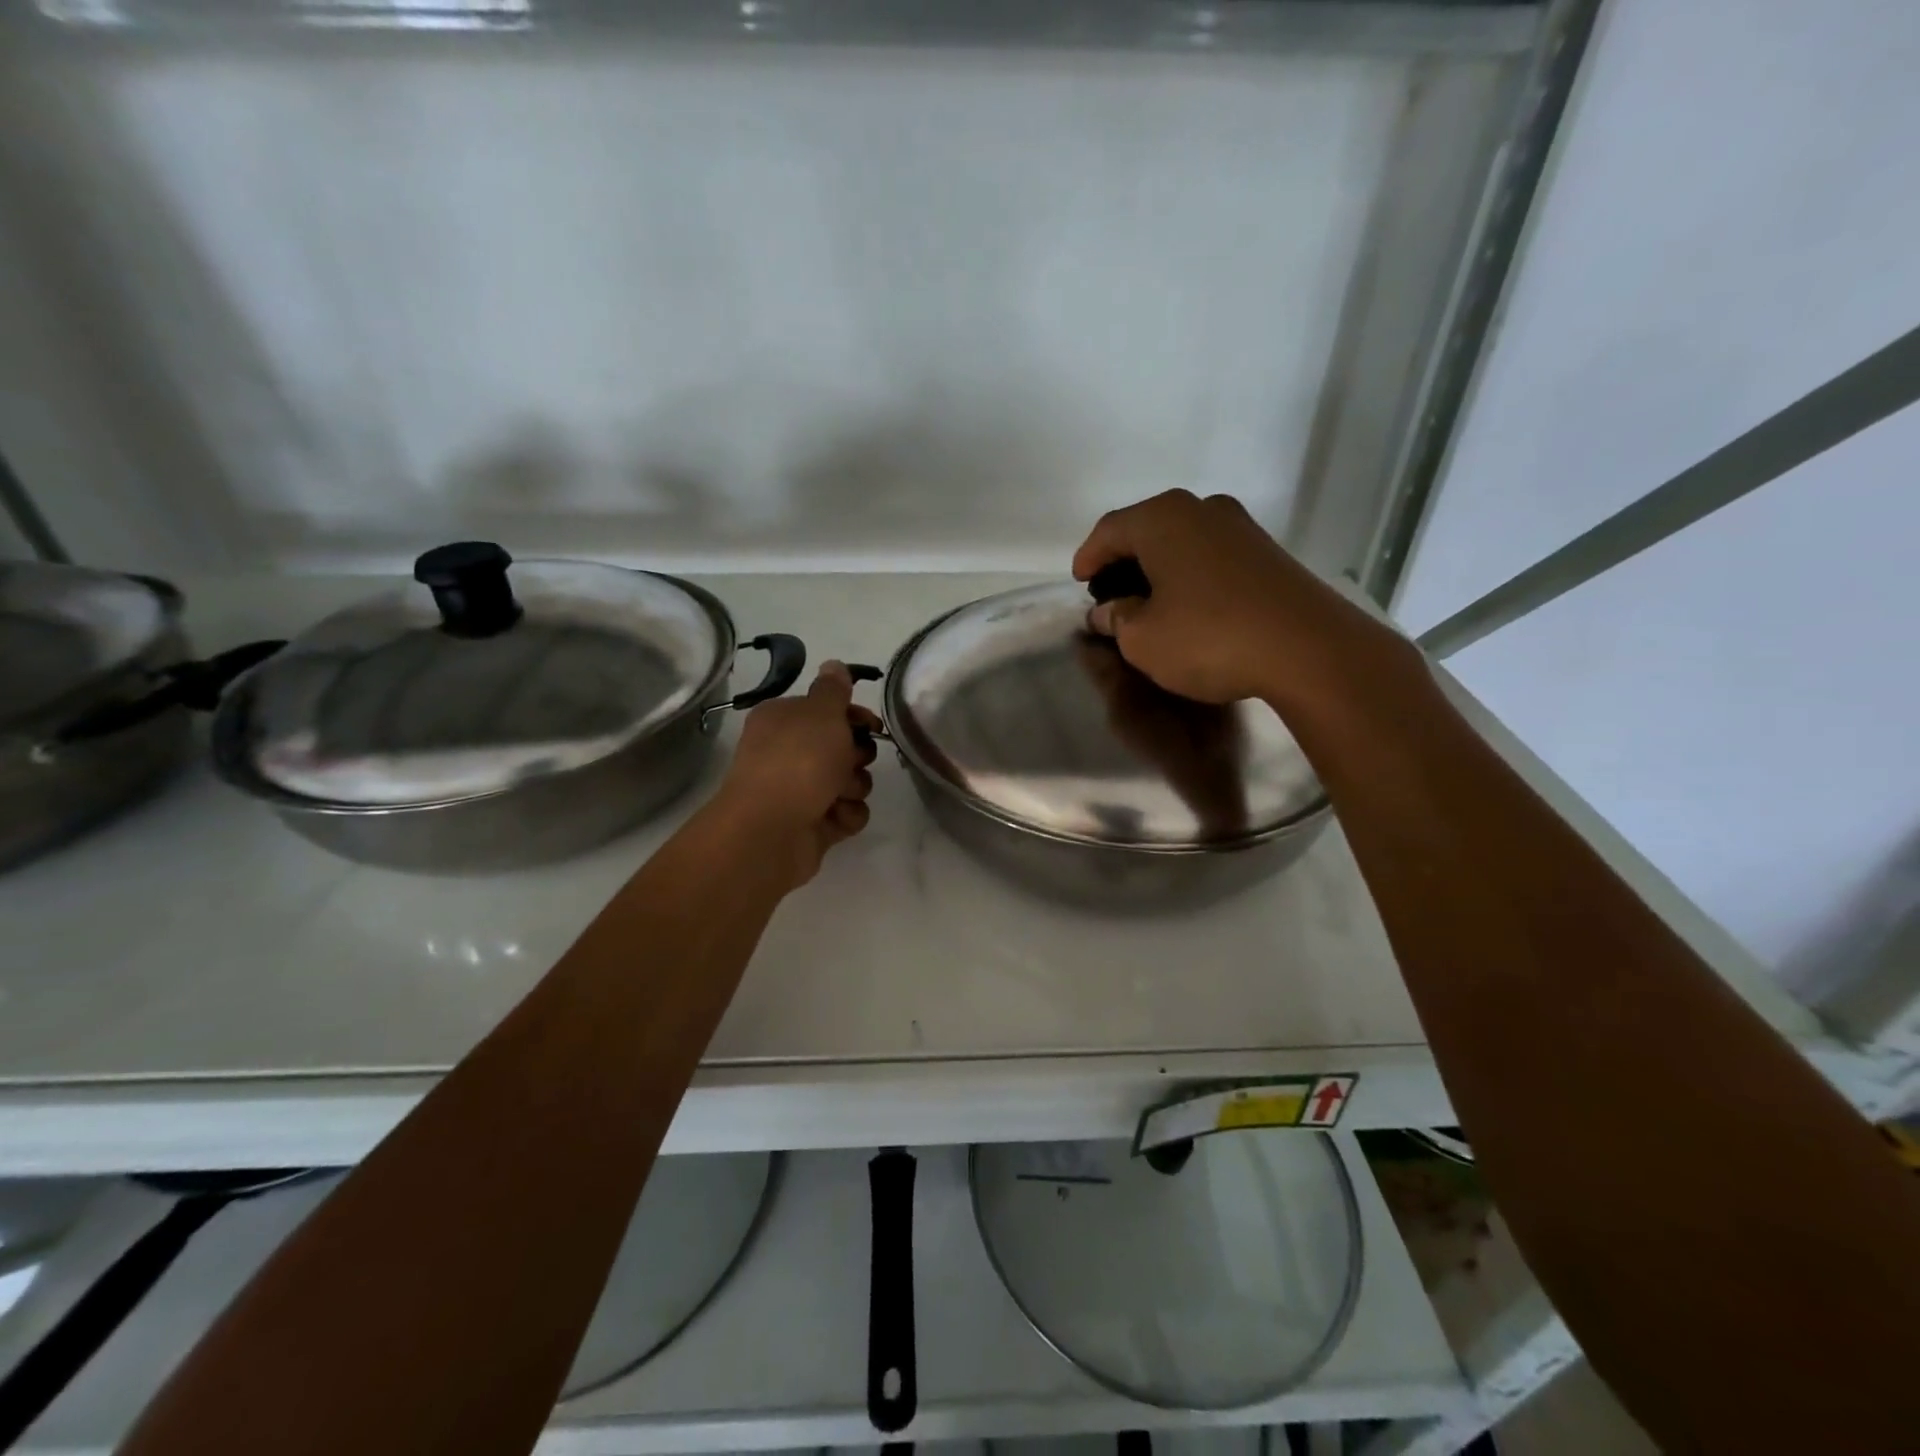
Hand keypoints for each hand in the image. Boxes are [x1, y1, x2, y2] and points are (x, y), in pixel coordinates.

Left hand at [710, 661, 881, 890]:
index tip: (873, 726)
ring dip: (854, 787)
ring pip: (849, 782)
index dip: (854, 716)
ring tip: (839, 794)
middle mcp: (788, 753)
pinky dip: (846, 815)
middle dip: (857, 755)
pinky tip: (836, 817)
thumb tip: (834, 664)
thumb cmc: (797, 761)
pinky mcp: (812, 824)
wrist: (770, 831)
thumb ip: (834, 689)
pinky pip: (846, 814)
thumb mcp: (821, 713)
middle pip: (842, 747)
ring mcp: (799, 791)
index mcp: (783, 720)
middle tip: (850, 760)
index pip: (827, 710)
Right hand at [1072, 489, 1417, 711]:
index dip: (1088, 557)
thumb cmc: (1209, 637)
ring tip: (1147, 601)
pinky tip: (1188, 605)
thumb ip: (1116, 620)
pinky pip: (1210, 556)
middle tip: (1110, 592)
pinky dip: (1189, 575)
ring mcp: (1240, 527)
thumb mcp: (1142, 639)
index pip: (1109, 530)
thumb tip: (1107, 612)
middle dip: (1123, 560)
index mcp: (1162, 518)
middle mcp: (1201, 509)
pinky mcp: (1267, 552)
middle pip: (1147, 529)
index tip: (1079, 582)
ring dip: (1158, 568)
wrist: (1308, 648)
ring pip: (1182, 541)